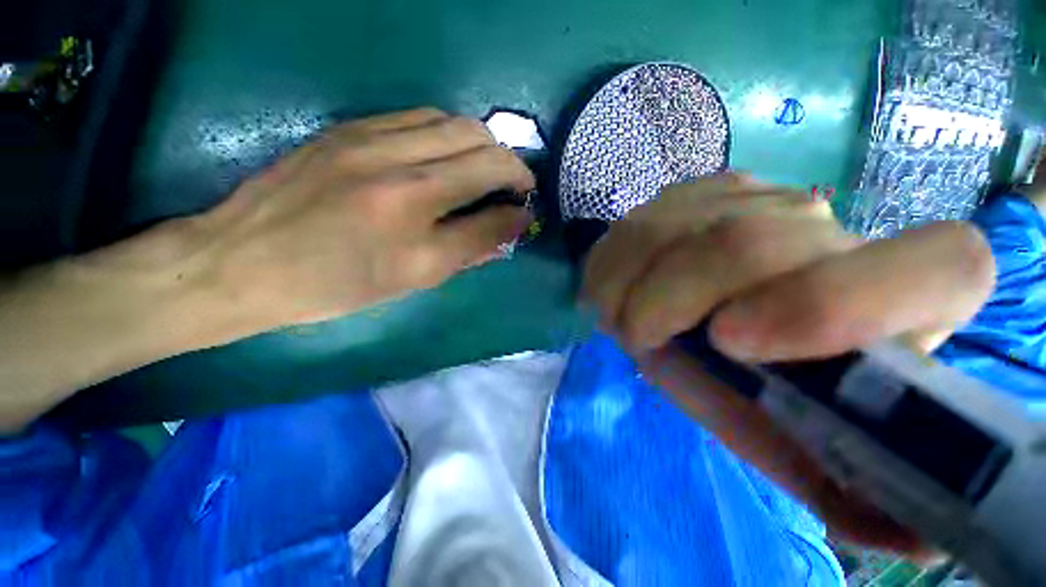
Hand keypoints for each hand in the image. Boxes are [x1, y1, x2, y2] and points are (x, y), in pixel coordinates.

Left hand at [0, 108, 533, 432]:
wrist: (241, 262)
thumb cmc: (335, 284)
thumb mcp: (414, 278)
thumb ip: (472, 246)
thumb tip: (512, 223)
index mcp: (412, 206)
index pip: (491, 182)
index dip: (519, 190)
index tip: (527, 202)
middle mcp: (396, 160)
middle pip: (478, 139)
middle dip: (507, 161)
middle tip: (511, 186)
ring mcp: (368, 135)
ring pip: (450, 120)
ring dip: (479, 144)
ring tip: (482, 171)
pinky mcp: (348, 127)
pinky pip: (417, 117)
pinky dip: (446, 134)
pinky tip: (444, 158)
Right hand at [582, 174, 995, 554]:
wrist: (718, 318)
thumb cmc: (766, 386)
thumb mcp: (796, 443)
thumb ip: (846, 486)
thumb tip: (914, 540)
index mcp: (902, 298)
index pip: (939, 267)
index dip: (833, 303)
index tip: (728, 343)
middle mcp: (832, 230)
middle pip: (744, 244)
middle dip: (667, 301)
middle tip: (636, 336)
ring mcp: (755, 197)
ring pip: (672, 228)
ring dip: (626, 282)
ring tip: (620, 315)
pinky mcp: (701, 192)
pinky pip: (640, 219)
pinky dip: (613, 260)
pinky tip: (618, 284)